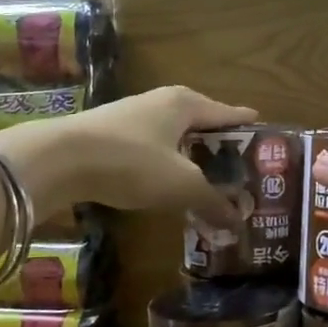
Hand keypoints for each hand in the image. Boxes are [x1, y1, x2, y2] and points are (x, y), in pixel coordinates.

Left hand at [0, 86, 255, 216]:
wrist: (59, 159)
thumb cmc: (132, 161)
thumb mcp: (181, 185)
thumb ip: (213, 202)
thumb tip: (239, 224)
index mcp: (186, 103)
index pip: (229, 113)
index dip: (249, 128)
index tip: (268, 137)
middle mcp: (162, 102)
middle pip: (202, 124)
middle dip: (221, 148)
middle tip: (242, 171)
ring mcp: (133, 117)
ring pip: (175, 137)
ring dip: (192, 158)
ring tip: (209, 181)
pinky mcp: (111, 135)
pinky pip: (153, 149)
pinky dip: (167, 165)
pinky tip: (168, 184)